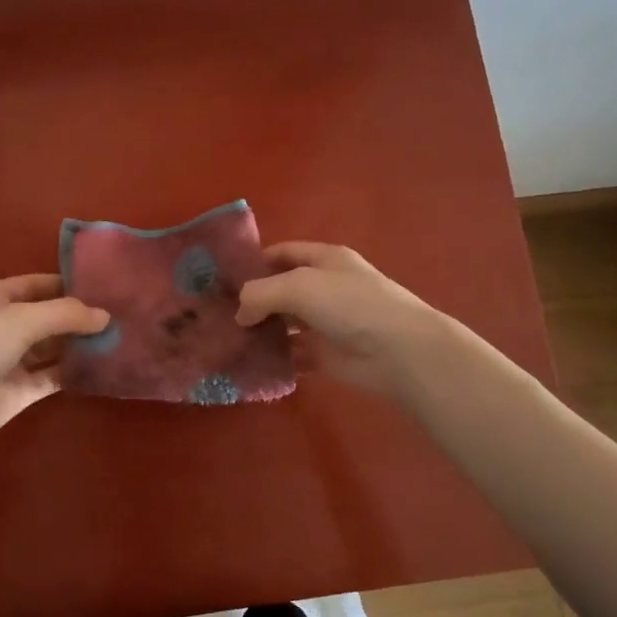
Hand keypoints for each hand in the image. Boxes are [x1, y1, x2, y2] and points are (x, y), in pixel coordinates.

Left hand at [0, 275, 109, 472]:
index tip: (109, 285)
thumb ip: (65, 314)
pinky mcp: (21, 390)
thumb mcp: (21, 319)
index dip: (71, 283)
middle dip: (81, 315)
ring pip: (54, 346)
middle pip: (49, 315)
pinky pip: (54, 375)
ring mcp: (13, 359)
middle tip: (124, 313)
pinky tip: (105, 365)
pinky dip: (76, 370)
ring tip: (123, 337)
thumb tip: (106, 316)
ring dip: (81, 343)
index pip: (39, 284)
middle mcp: (4, 325)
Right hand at [234, 242, 447, 397]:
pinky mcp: (327, 355)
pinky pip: (294, 355)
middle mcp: (325, 288)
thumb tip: (240, 314)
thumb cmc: (350, 305)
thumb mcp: (298, 286)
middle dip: (253, 300)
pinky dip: (276, 359)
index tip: (223, 279)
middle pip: (281, 290)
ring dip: (262, 332)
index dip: (254, 261)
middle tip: (217, 315)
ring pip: (285, 324)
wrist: (398, 351)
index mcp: (324, 260)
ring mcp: (327, 323)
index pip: (282, 253)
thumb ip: (259, 294)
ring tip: (227, 341)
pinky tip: (251, 364)